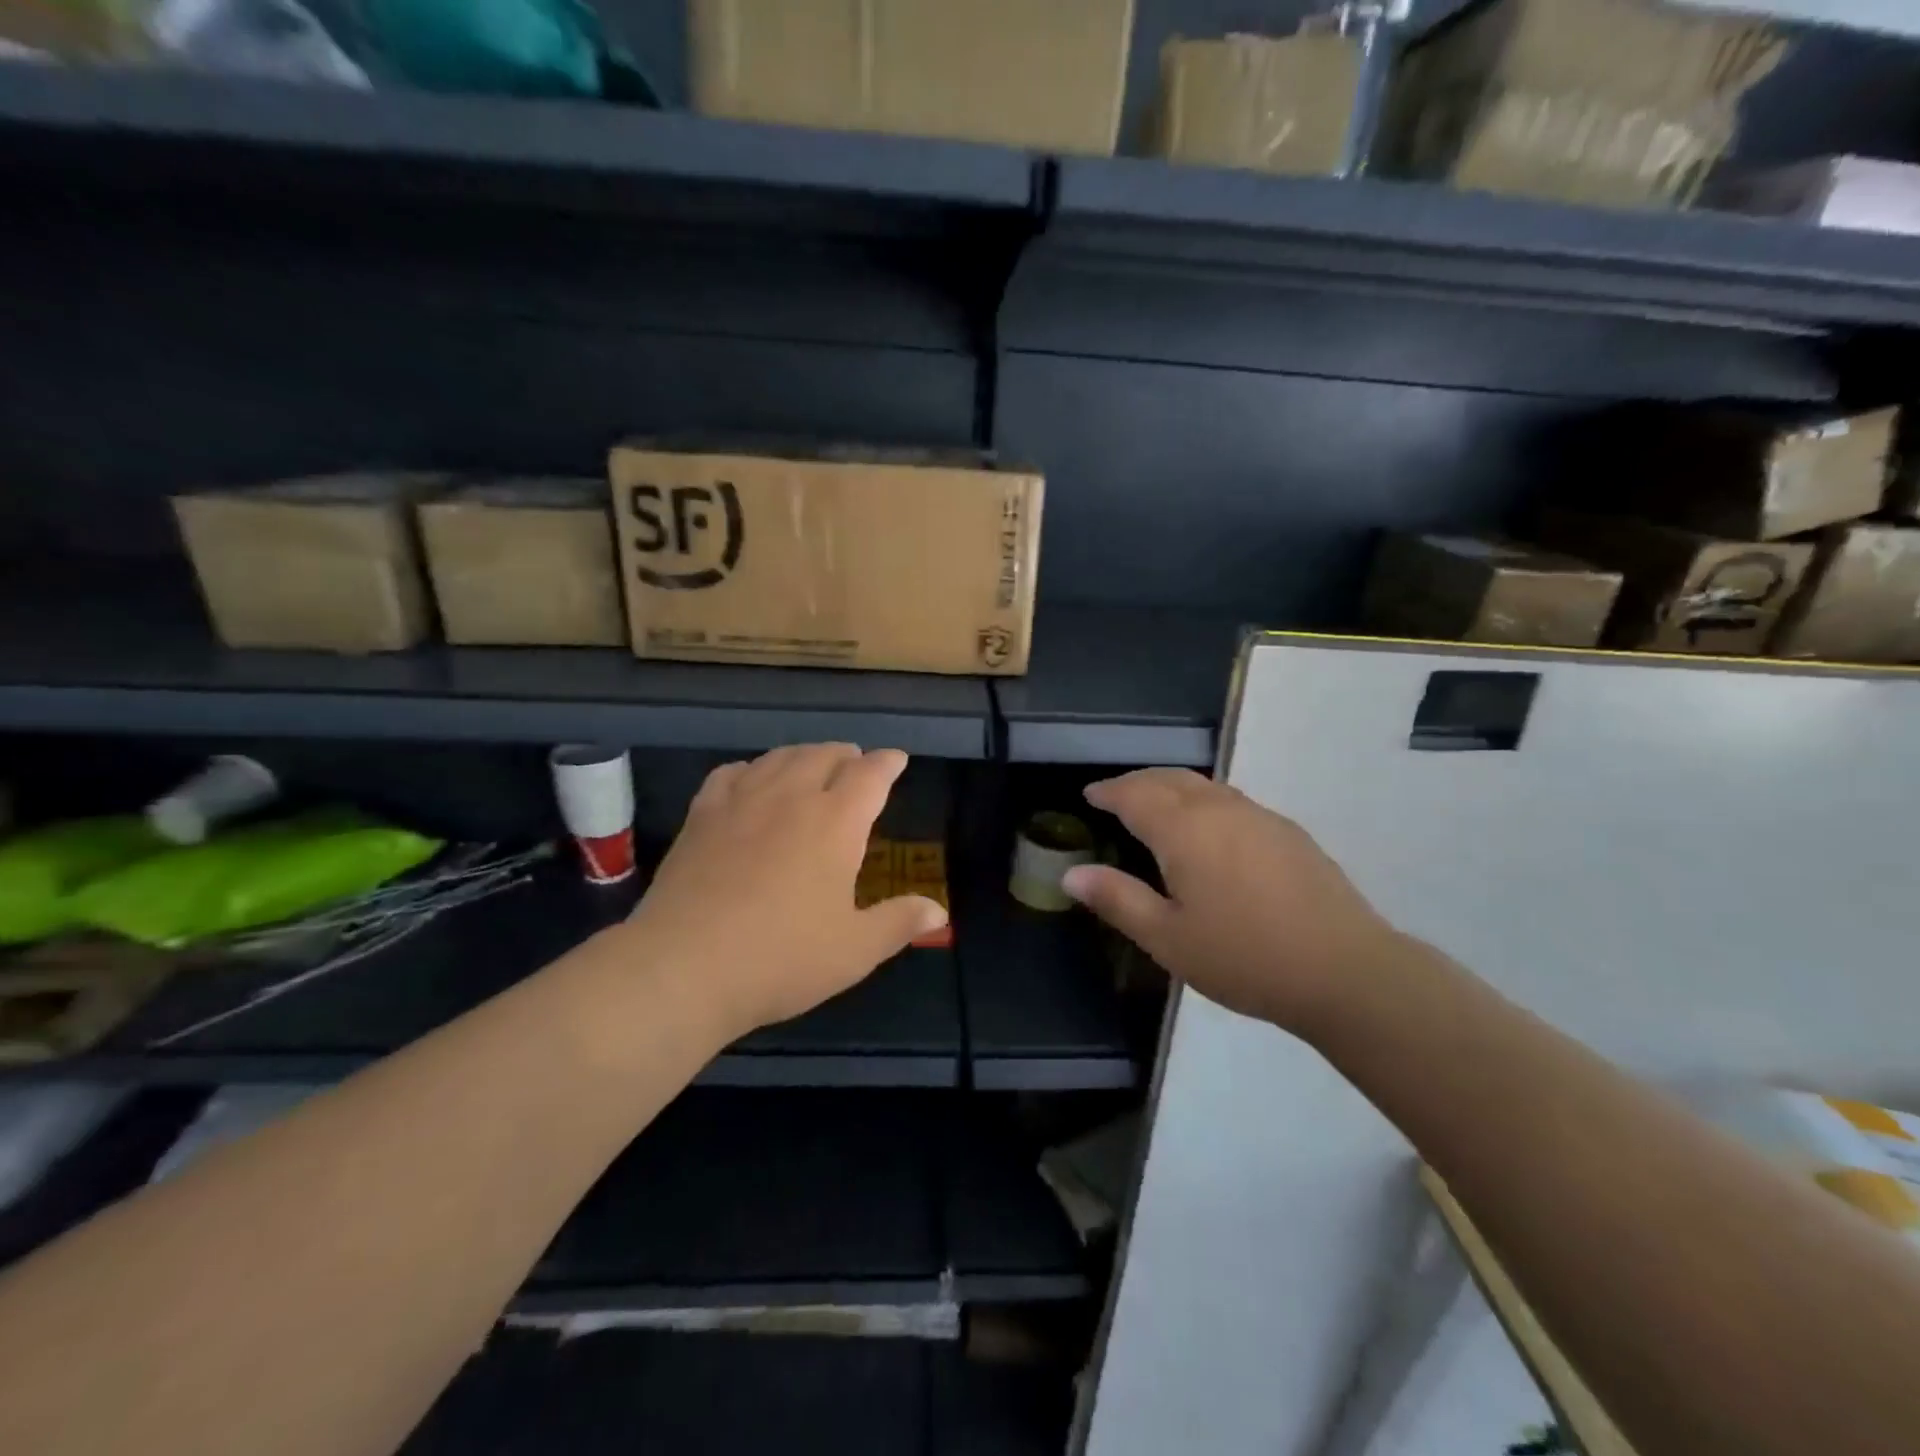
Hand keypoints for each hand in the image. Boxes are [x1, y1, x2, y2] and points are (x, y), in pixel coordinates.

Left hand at [627, 744, 946, 1039]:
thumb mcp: (854, 950)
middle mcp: (791, 798)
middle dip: (846, 756)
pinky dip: (752, 769)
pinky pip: (731, 773)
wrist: (684, 967)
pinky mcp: (702, 816)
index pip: (870, 775)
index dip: (888, 763)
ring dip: (804, 755)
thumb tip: (939, 911)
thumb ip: (899, 923)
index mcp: (836, 822)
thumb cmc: (781, 959)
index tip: (896, 760)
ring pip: (779, 757)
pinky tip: (751, 781)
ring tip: (811, 764)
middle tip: (855, 765)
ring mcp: (741, 802)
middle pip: (824, 755)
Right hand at [1062, 769, 1401, 1033]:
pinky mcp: (1288, 832)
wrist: (1345, 970)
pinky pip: (1232, 801)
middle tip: (1115, 795)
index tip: (1089, 794)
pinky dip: (1204, 801)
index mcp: (1184, 830)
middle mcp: (1220, 809)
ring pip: (1205, 786)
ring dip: (1172, 787)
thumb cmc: (1244, 956)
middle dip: (1138, 782)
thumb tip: (1071, 874)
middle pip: (1170, 779)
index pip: (1135, 795)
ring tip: (1156, 806)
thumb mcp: (1168, 938)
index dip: (1108, 791)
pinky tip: (1209, 830)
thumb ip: (1117, 899)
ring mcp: (1260, 817)